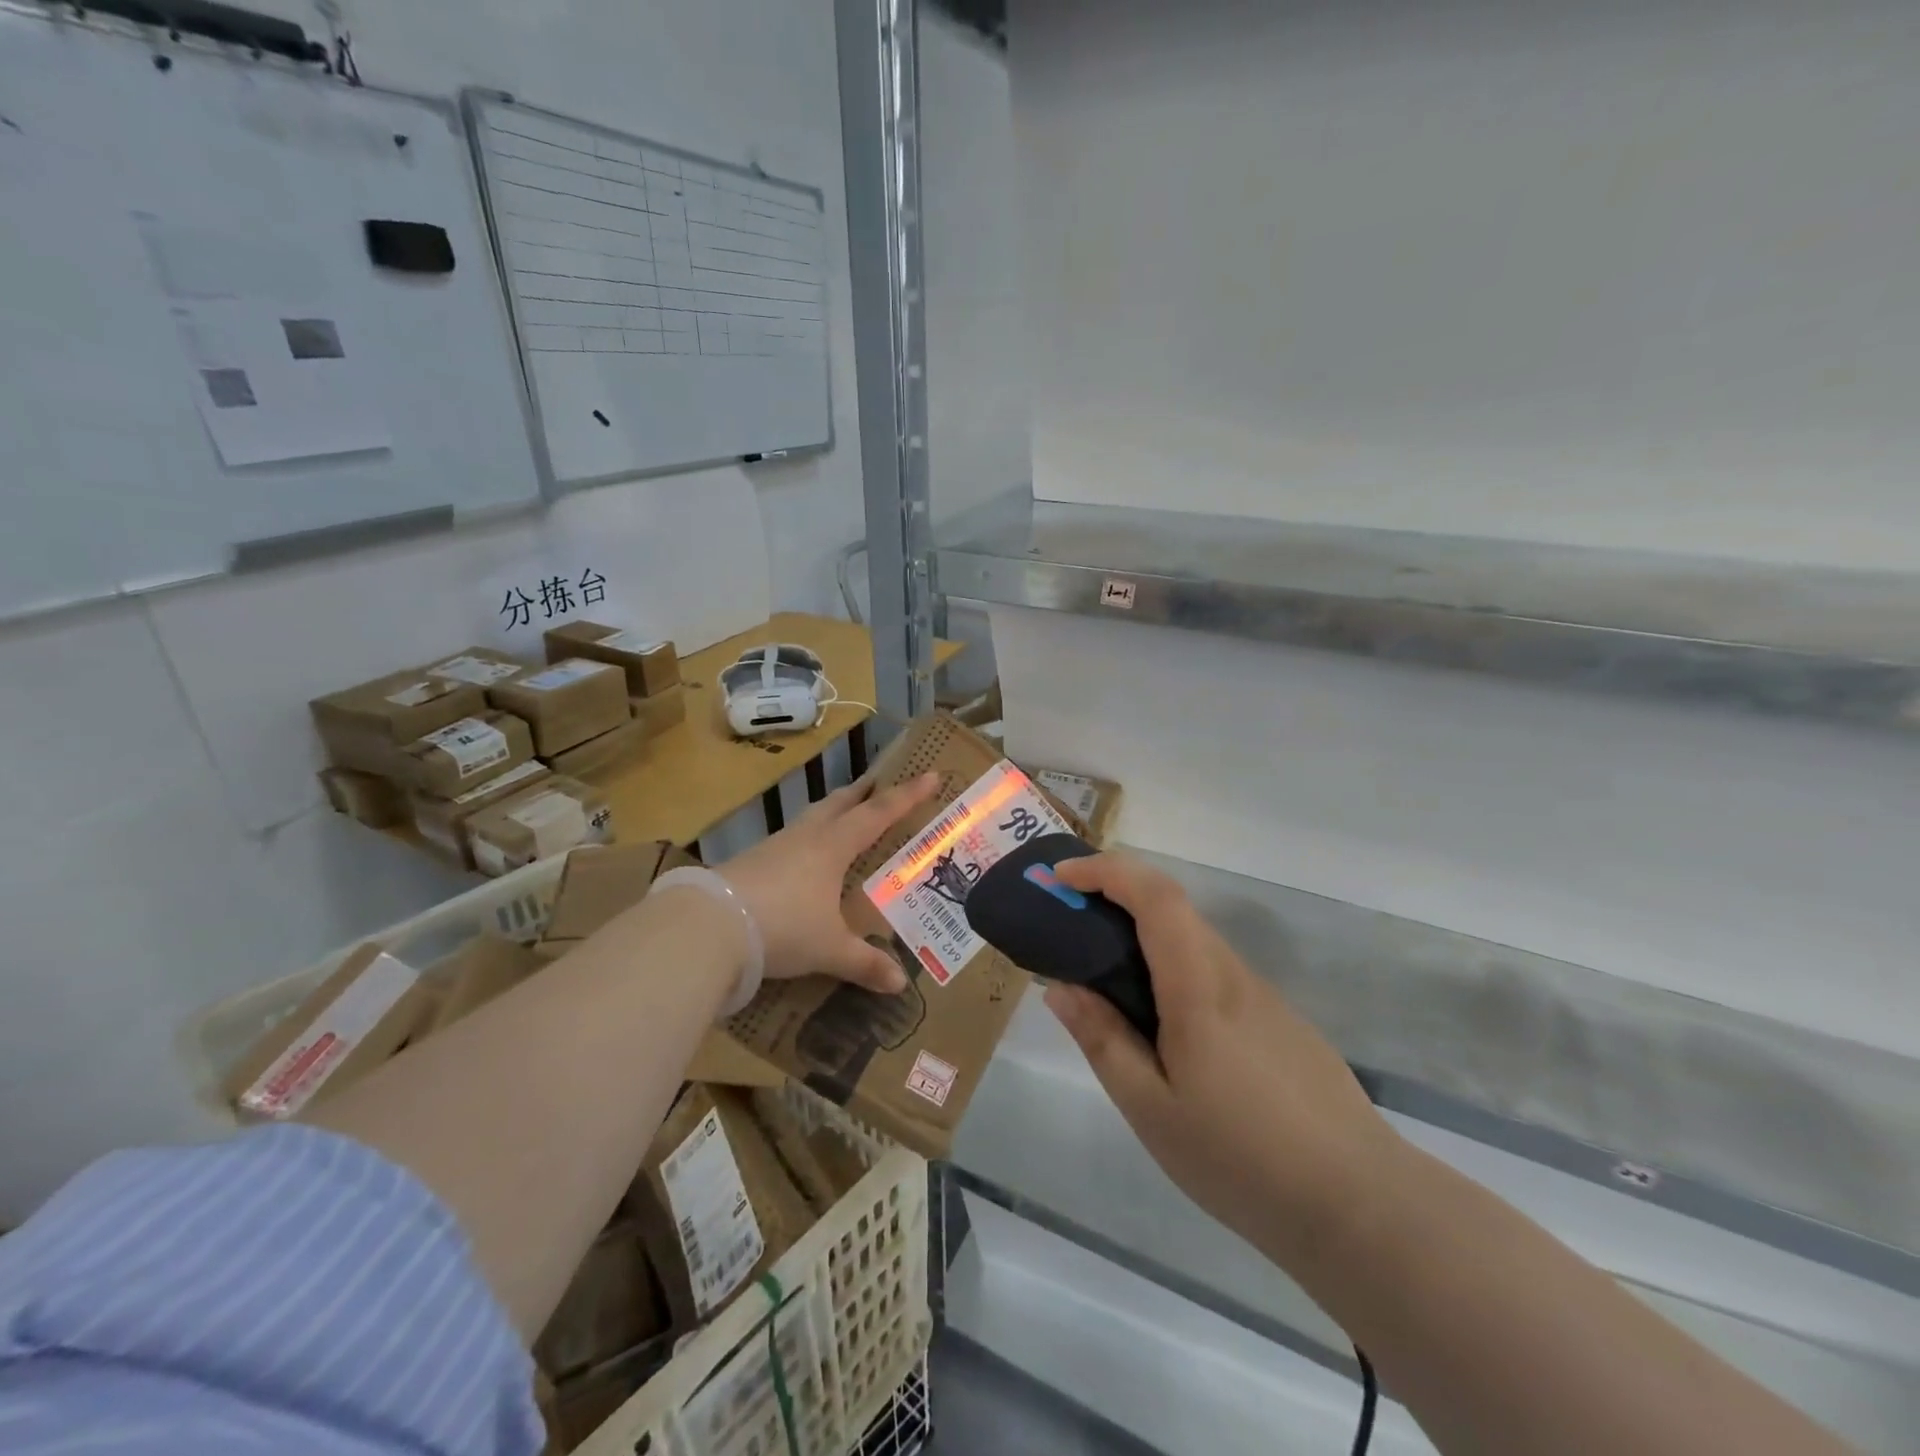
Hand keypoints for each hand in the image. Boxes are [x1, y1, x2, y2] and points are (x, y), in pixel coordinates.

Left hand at [720, 772, 938, 992]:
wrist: (708, 925)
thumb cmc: (783, 926)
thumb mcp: (829, 948)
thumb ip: (864, 963)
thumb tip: (899, 984)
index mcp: (833, 846)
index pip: (879, 813)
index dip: (907, 795)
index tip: (930, 775)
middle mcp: (806, 837)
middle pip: (839, 803)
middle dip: (863, 792)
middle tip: (878, 784)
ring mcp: (774, 847)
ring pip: (811, 818)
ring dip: (831, 812)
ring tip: (842, 816)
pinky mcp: (750, 862)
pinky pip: (789, 841)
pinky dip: (806, 840)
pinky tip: (802, 859)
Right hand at [1047, 853, 1400, 1262]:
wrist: (1361, 1206)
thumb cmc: (1242, 1159)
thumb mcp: (1151, 1109)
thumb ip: (1103, 1040)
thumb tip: (1061, 988)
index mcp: (1199, 987)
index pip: (1155, 896)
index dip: (1106, 871)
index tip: (1063, 876)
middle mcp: (1233, 975)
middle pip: (1173, 909)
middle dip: (1116, 898)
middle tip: (1069, 927)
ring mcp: (1263, 997)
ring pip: (1194, 942)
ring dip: (1144, 937)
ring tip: (1105, 981)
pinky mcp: (1280, 1022)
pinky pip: (1214, 974)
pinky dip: (1173, 970)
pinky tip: (1164, 1029)